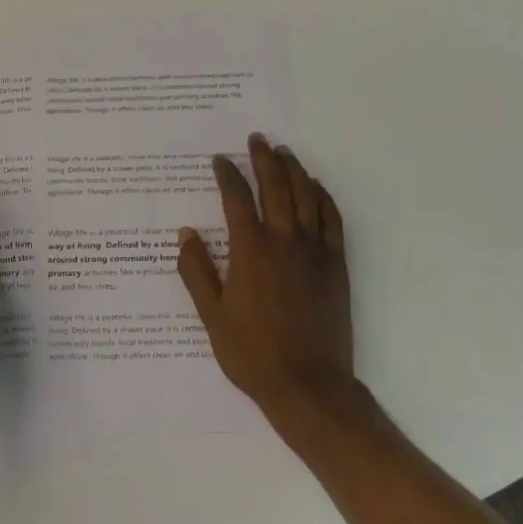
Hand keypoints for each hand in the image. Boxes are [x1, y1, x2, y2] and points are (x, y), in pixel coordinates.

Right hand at [177, 134, 363, 427]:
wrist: (308, 384)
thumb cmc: (251, 352)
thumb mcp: (211, 315)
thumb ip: (197, 271)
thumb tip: (187, 234)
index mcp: (250, 251)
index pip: (237, 199)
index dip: (227, 175)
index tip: (220, 160)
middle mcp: (284, 241)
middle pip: (275, 187)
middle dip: (263, 159)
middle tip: (256, 139)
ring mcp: (315, 251)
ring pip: (306, 197)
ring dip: (294, 170)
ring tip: (284, 152)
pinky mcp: (336, 265)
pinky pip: (332, 220)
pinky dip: (323, 197)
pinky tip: (316, 187)